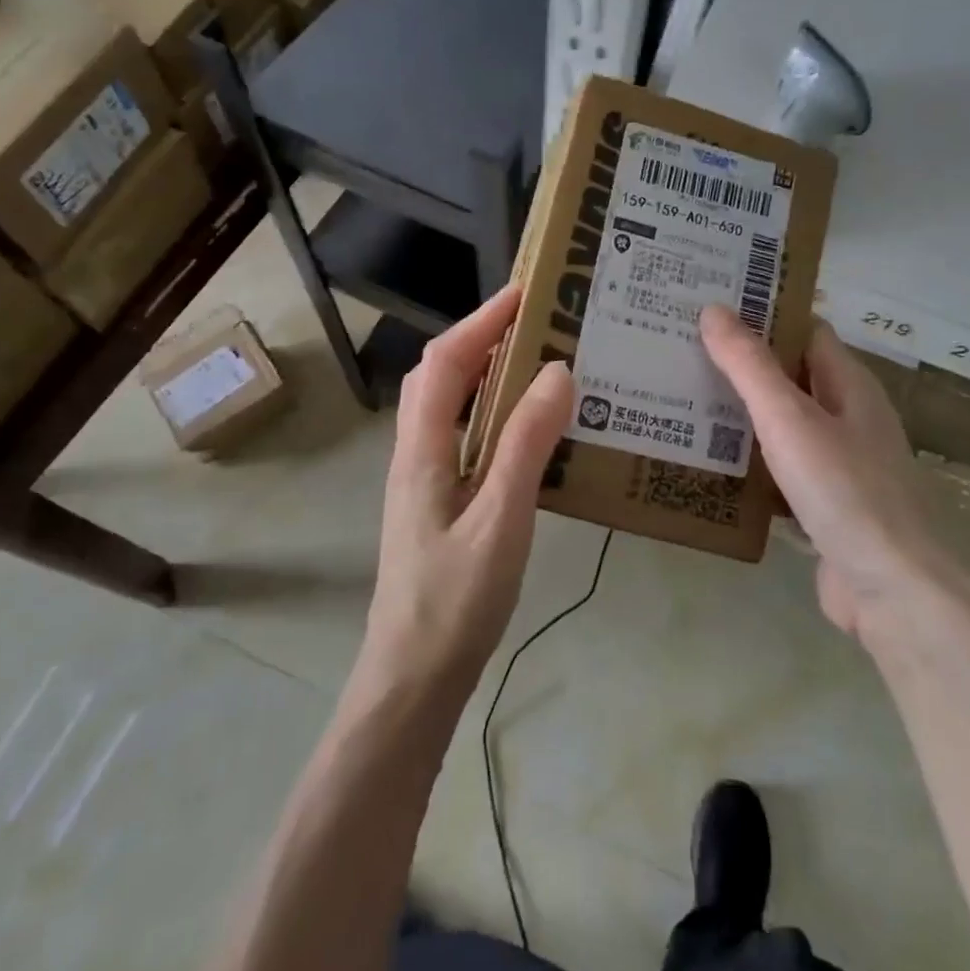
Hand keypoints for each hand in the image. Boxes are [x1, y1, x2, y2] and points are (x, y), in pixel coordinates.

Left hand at [358, 285, 573, 702]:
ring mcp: (424, 479)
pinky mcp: (439, 503)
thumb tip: (556, 371)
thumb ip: (526, 443)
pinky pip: (465, 437)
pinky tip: (529, 430)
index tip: (526, 293)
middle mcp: (416, 452)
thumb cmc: (455, 599)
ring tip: (538, 362)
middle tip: (538, 322)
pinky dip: (493, 414)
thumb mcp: (501, 517)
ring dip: (487, 373)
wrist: (413, 677)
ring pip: (452, 406)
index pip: (446, 361)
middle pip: (442, 376)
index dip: (482, 321)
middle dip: (483, 338)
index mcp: (422, 447)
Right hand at [700, 306, 935, 647]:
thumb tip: (714, 309)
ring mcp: (839, 464)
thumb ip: (749, 365)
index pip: (805, 331)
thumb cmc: (843, 490)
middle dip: (743, 364)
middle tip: (683, 351)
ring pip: (783, 424)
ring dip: (742, 413)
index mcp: (850, 385)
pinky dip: (750, 460)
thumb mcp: (789, 418)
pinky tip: (710, 462)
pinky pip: (780, 469)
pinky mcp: (824, 505)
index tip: (712, 306)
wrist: (891, 589)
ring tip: (683, 399)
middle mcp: (849, 417)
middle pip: (791, 376)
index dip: (765, 314)